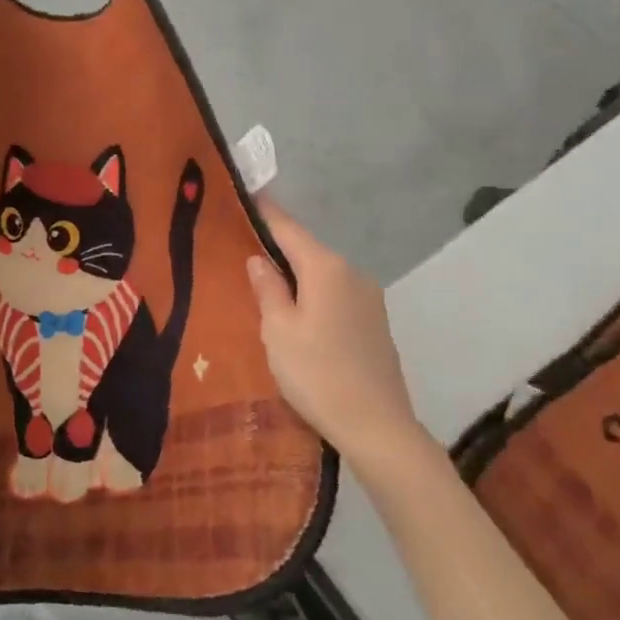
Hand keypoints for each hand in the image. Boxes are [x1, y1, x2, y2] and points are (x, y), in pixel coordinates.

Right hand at [245, 199, 426, 474]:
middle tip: (243, 248)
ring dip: (296, 275)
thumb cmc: (317, 373)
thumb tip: (259, 259)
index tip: (246, 194)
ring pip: (322, 274)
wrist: (377, 425)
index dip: (265, 211)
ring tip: (265, 286)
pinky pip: (336, 295)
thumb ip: (267, 289)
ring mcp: (369, 297)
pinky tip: (298, 315)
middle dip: (277, 247)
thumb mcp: (278, 331)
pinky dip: (314, 295)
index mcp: (326, 268)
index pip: (288, 228)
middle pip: (307, 250)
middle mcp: (352, 272)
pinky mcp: (375, 322)